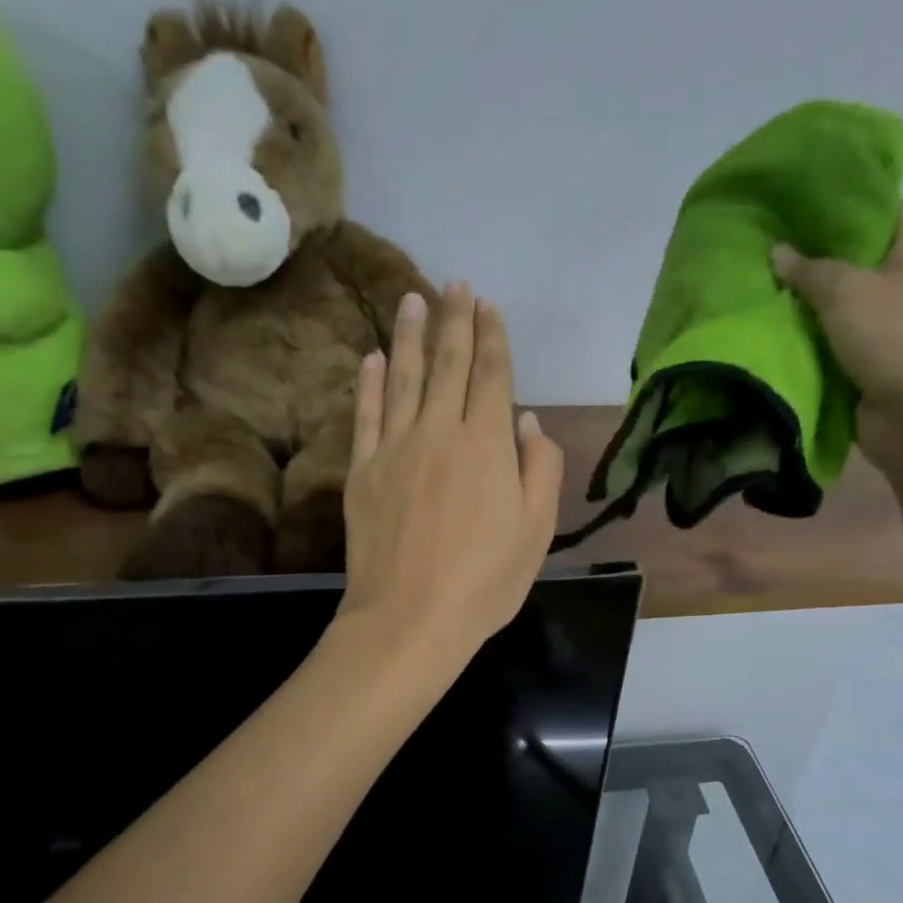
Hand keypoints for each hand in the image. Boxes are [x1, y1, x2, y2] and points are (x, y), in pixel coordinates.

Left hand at [339, 281, 563, 665]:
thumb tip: (529, 421)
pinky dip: (368, 382)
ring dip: (409, 335)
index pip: (491, 374)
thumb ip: (541, 467)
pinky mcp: (362, 470)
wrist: (410, 617)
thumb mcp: (537, 530)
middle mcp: (440, 430)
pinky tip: (372, 357)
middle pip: (447, 363)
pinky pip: (366, 414)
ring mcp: (395, 447)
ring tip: (412, 298)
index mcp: (488, 444)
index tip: (488, 305)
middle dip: (454, 319)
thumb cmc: (485, 580)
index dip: (491, 336)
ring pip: (402, 377)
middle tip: (455, 284)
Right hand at [771, 204, 902, 476]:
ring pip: (841, 303)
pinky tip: (772, 328)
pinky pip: (834, 341)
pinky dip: (809, 337)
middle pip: (858, 258)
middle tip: (767, 243)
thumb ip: (810, 269)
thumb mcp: (847, 292)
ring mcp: (891, 326)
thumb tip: (777, 252)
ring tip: (759, 284)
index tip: (801, 200)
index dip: (846, 201)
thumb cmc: (896, 339)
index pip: (885, 209)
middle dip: (815, 254)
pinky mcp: (872, 363)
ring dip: (806, 301)